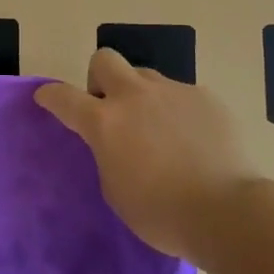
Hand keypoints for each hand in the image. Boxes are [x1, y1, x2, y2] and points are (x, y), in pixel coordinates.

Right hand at [36, 49, 260, 261]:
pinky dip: (178, 112)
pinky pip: (181, 95)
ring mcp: (172, 92)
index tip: (45, 97)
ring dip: (141, 95)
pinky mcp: (205, 97)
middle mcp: (135, 96)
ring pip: (145, 77)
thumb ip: (107, 153)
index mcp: (105, 121)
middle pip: (105, 59)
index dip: (50, 95)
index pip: (64, 97)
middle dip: (100, 77)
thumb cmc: (162, 213)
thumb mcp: (115, 189)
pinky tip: (193, 140)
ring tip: (158, 129)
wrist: (228, 212)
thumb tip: (115, 141)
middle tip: (110, 107)